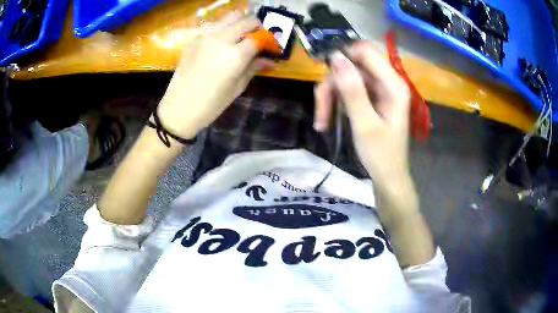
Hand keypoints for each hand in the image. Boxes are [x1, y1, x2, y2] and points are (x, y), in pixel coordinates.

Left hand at [157, 12, 273, 139]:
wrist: (178, 109)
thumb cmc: (211, 104)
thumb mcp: (237, 88)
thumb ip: (253, 68)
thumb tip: (270, 61)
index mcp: (235, 56)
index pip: (258, 37)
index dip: (267, 40)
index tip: (270, 46)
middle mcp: (221, 39)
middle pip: (246, 20)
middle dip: (256, 26)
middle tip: (258, 38)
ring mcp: (205, 36)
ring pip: (229, 17)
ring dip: (240, 22)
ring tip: (242, 35)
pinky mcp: (194, 39)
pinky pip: (214, 25)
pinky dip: (224, 27)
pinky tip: (223, 41)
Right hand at [314, 41, 410, 190]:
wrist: (388, 176)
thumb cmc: (381, 155)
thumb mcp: (365, 124)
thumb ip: (352, 90)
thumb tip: (335, 57)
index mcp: (393, 85)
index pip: (366, 51)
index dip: (343, 56)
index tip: (325, 74)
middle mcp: (386, 81)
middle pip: (352, 65)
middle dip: (333, 84)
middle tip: (322, 110)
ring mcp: (378, 89)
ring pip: (345, 77)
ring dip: (330, 96)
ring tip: (322, 122)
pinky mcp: (370, 98)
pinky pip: (348, 89)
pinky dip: (335, 102)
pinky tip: (328, 120)